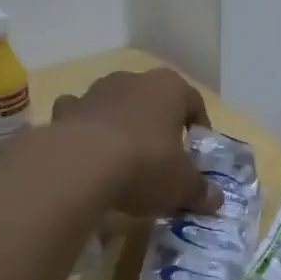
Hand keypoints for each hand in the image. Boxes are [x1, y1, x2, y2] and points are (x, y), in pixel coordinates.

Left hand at [53, 69, 221, 217]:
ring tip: (123, 161)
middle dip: (158, 125)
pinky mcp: (64, 111)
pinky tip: (86, 157)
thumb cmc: (145, 164)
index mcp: (170, 88)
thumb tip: (216, 200)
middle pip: (152, 100)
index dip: (199, 127)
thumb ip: (200, 191)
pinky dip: (84, 132)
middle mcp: (133, 80)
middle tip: (162, 158)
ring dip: (121, 126)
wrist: (79, 165)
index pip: (193, 101)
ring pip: (115, 105)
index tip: (197, 153)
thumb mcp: (182, 185)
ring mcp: (95, 92)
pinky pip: (80, 118)